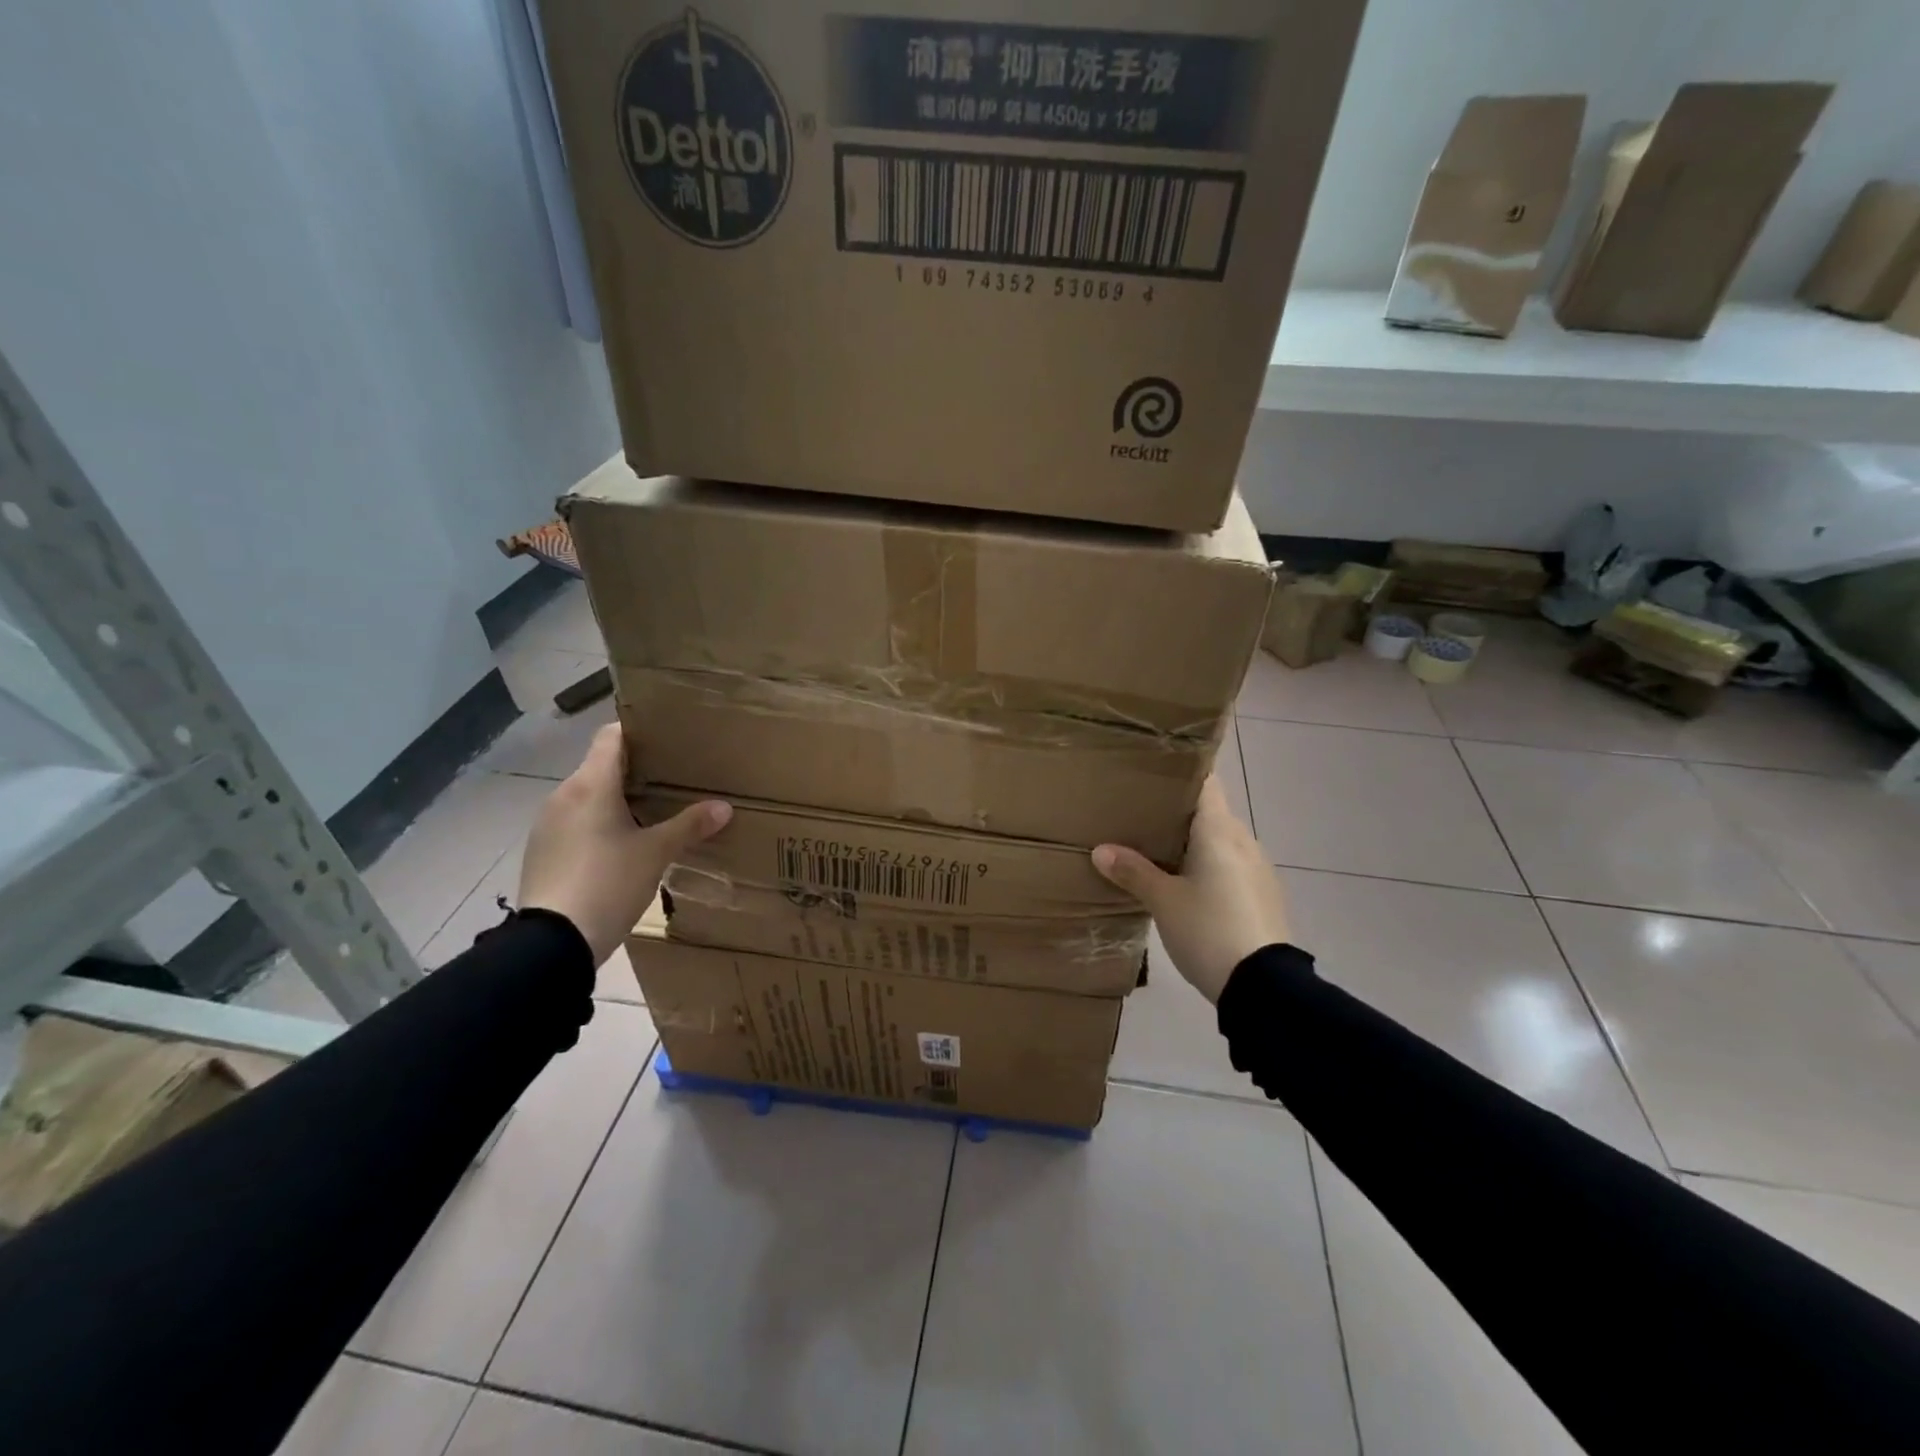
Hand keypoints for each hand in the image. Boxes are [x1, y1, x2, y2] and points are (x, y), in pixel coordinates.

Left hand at [518, 724, 730, 965]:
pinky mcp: (542, 851)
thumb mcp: (656, 854)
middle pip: (601, 766)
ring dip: (615, 800)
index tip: (668, 739)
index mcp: (591, 784)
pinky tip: (620, 847)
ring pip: (588, 796)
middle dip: (635, 770)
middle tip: (672, 780)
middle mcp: (564, 795)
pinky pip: (575, 823)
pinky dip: (598, 824)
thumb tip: (724, 807)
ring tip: (651, 814)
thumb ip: (690, 825)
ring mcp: (548, 824)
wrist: (551, 944)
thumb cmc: (608, 883)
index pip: (611, 735)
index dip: (639, 731)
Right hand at [1092, 776, 1290, 1002]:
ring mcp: (1257, 869)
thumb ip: (1133, 872)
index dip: (1179, 775)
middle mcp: (1243, 841)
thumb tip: (1101, 850)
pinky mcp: (1262, 895)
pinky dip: (1206, 866)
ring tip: (1154, 851)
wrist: (1265, 987)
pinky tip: (1184, 885)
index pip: (1205, 782)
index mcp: (1220, 831)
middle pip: (1209, 812)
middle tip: (1137, 817)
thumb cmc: (1210, 930)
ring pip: (1219, 842)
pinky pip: (1229, 866)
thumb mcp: (1163, 902)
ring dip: (1191, 843)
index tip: (1149, 776)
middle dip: (1176, 814)